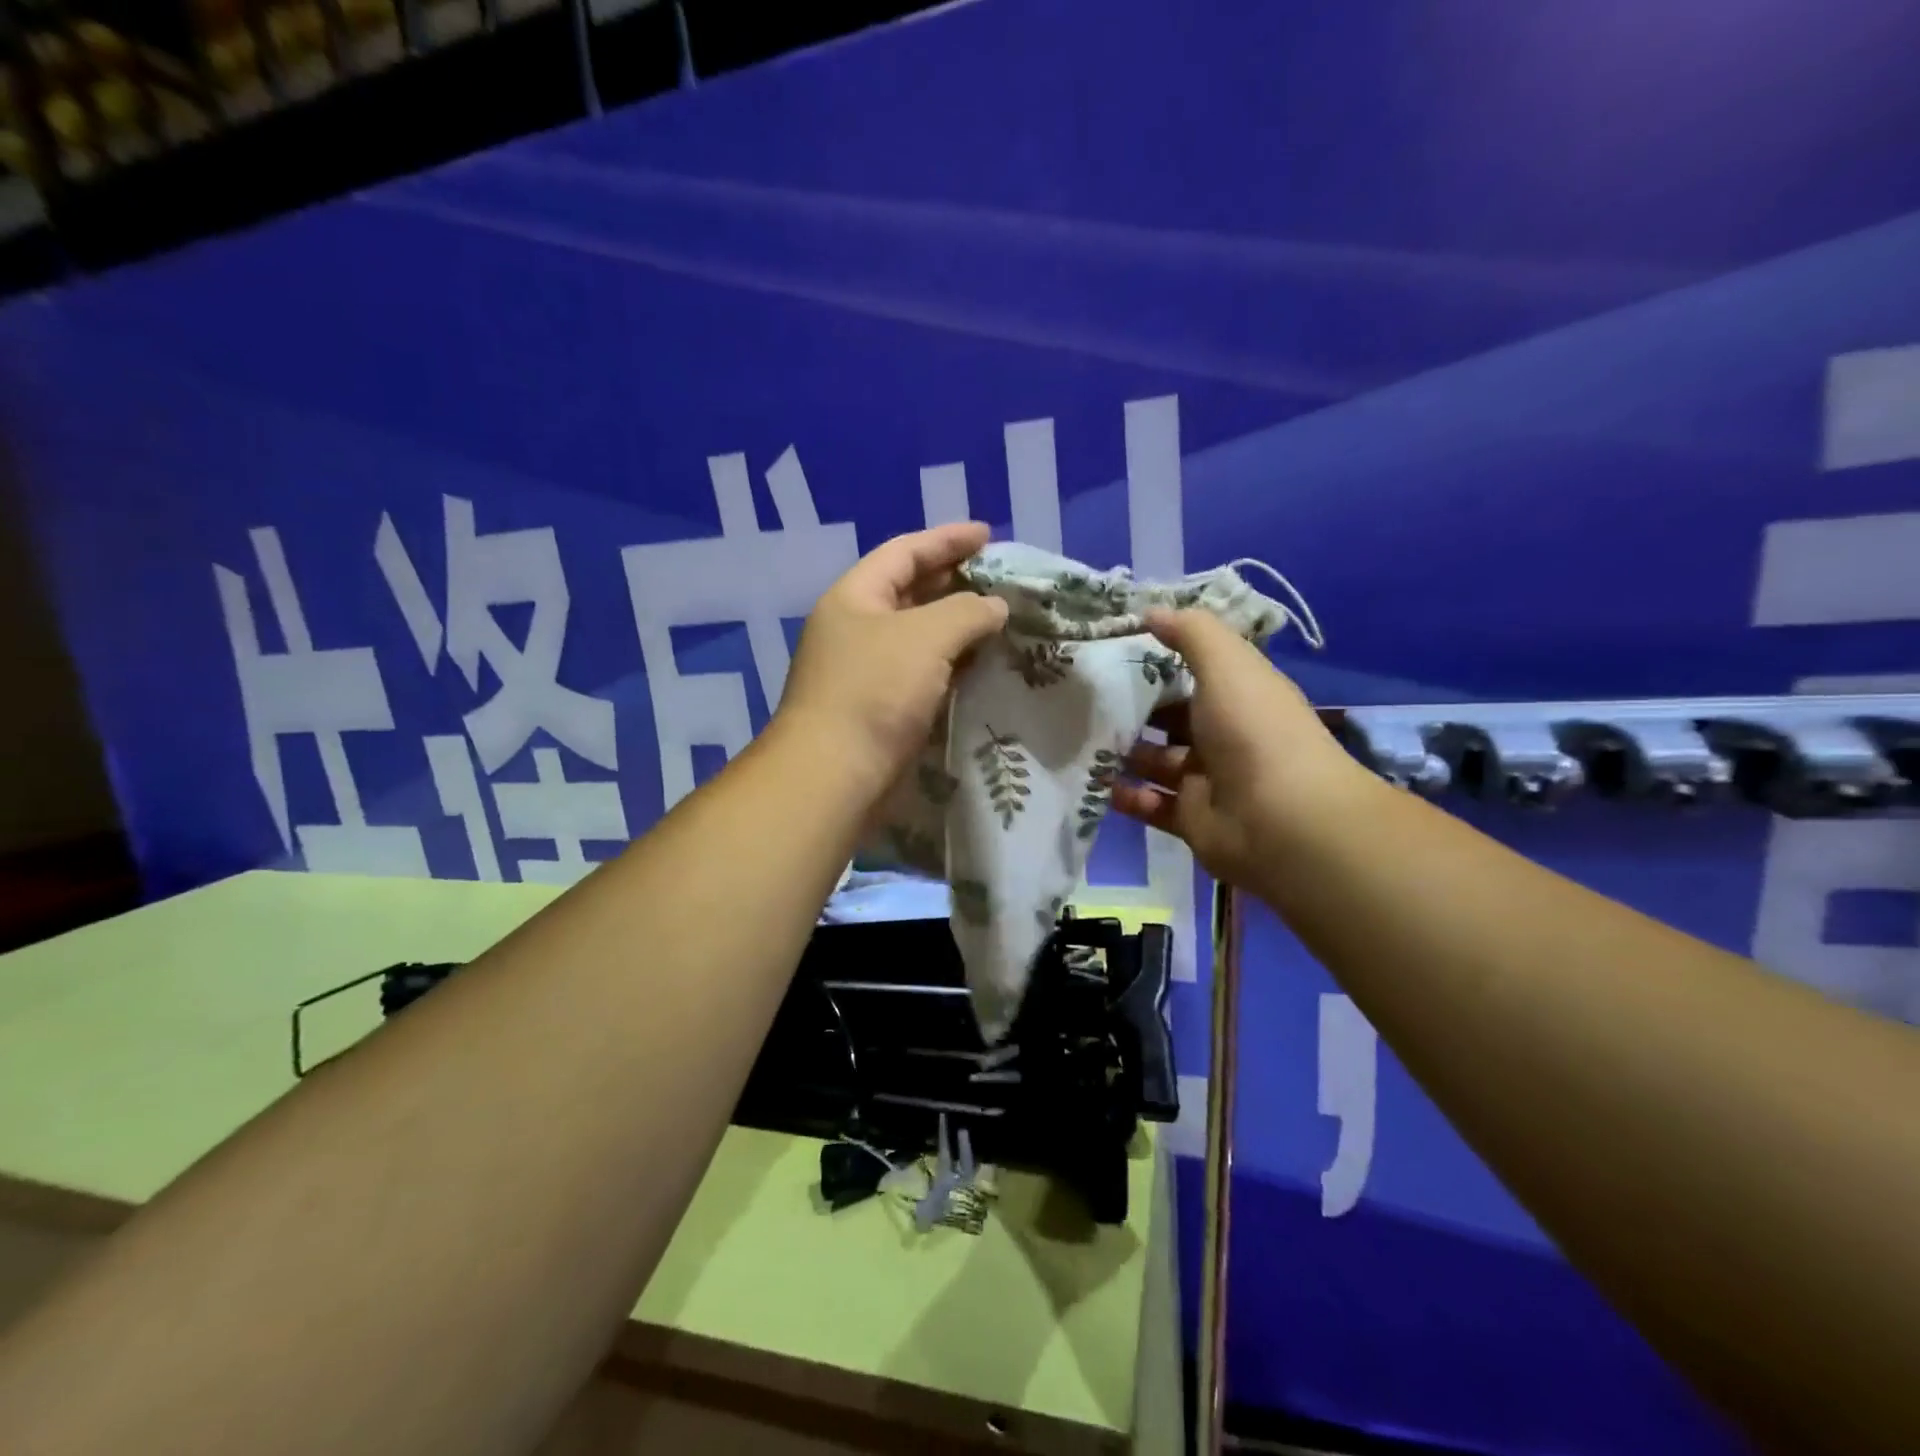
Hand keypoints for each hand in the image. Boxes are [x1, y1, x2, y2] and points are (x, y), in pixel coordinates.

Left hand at [777, 522, 1009, 799]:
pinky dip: (952, 665)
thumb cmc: (875, 692)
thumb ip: (966, 611)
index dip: (947, 539)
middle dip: (955, 583)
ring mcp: (866, 671)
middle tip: (1001, 581)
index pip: (904, 552)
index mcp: (854, 597)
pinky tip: (982, 667)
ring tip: (1001, 621)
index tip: (989, 535)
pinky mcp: (880, 709)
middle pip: (911, 592)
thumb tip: (995, 607)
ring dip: (958, 628)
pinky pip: (923, 673)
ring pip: (920, 637)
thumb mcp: (925, 636)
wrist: (835, 776)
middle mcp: (856, 629)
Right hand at [1112, 609, 1377, 886]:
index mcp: (1239, 696)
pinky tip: (1099, 785)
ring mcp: (1208, 780)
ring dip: (1124, 755)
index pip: (1196, 673)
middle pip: (1171, 719)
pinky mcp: (1193, 819)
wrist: (1281, 821)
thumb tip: (1150, 611)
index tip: (1114, 651)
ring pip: (1157, 763)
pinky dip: (1127, 797)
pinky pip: (1152, 804)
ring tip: (1082, 742)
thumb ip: (1190, 632)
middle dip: (1133, 711)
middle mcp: (1225, 736)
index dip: (1159, 662)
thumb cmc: (1253, 731)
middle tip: (1087, 701)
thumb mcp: (1226, 664)